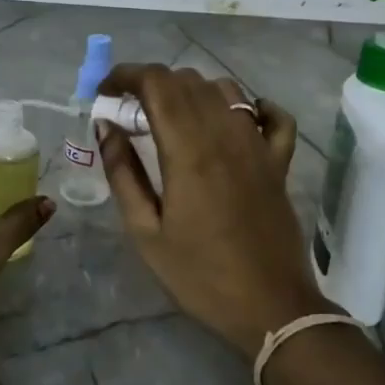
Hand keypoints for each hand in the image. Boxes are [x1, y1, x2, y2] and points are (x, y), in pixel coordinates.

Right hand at [97, 65, 322, 357]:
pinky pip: (272, 116)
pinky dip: (251, 106)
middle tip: (129, 114)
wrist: (271, 310)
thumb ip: (122, 172)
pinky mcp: (279, 162)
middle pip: (186, 80)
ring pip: (224, 89)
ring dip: (191, 92)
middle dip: (150, 84)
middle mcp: (225, 134)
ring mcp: (258, 146)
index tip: (104, 93)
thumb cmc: (199, 275)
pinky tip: (233, 121)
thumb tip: (106, 127)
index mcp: (188, 150)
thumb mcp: (145, 232)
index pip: (156, 83)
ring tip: (171, 118)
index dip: (125, 75)